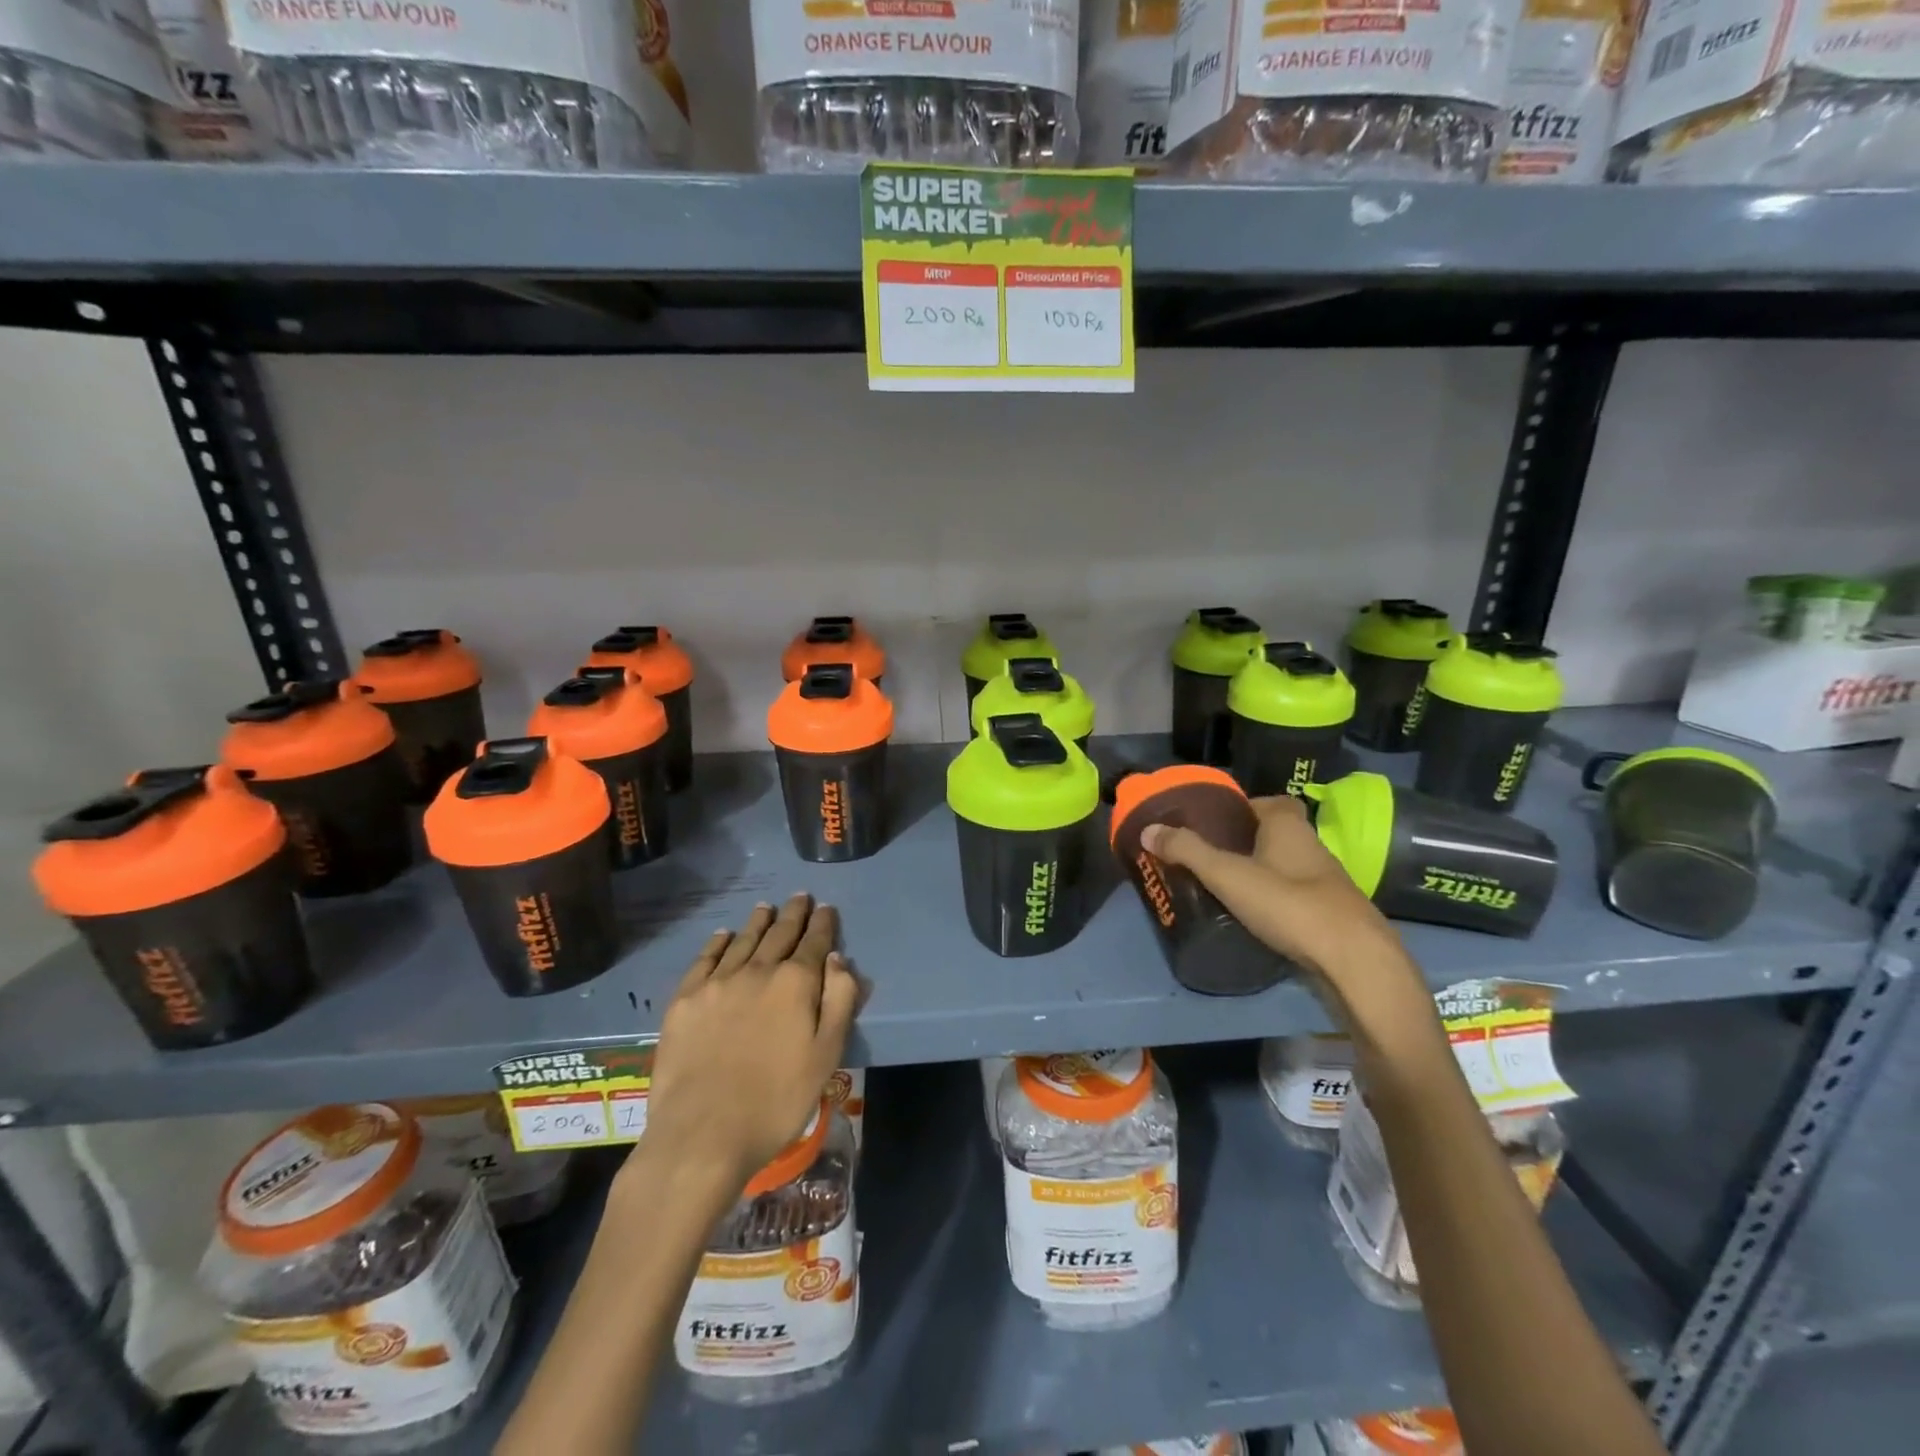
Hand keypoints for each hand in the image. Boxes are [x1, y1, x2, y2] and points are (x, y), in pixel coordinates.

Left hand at [634, 895, 858, 1198]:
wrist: (702, 1134)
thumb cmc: (776, 1101)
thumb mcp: (826, 1055)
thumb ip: (838, 1001)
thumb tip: (837, 958)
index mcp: (795, 983)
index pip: (814, 942)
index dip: (822, 923)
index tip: (826, 908)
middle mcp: (757, 971)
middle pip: (779, 934)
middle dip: (793, 914)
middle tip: (800, 897)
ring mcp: (717, 983)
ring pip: (742, 940)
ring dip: (758, 922)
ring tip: (766, 908)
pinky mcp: (685, 1000)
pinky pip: (705, 959)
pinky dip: (717, 943)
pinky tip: (723, 935)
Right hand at [1141, 796, 1431, 1045]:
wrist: (1354, 961)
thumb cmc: (1289, 904)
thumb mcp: (1228, 875)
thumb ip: (1187, 851)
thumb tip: (1147, 830)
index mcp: (1288, 825)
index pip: (1266, 801)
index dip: (1241, 807)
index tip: (1212, 822)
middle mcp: (1311, 845)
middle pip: (1274, 833)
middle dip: (1244, 841)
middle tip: (1208, 855)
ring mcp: (1325, 881)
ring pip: (1284, 865)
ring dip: (1259, 872)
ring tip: (1222, 886)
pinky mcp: (1331, 913)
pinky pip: (1295, 895)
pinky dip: (1274, 900)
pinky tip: (1252, 916)